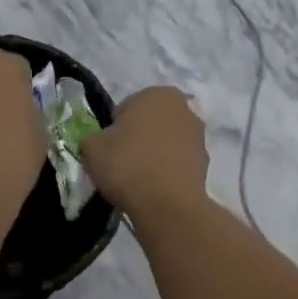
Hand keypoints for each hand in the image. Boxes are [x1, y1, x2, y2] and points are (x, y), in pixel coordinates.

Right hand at [79, 87, 208, 221]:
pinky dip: (167, 171)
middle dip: (138, 137)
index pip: (126, 108)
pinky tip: (154, 188)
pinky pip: (177, 163)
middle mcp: (184, 108)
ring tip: (138, 179)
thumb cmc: (127, 164)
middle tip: (121, 162)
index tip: (108, 148)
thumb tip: (99, 143)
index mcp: (157, 93)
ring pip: (166, 142)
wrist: (167, 205)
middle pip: (150, 122)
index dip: (113, 128)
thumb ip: (93, 137)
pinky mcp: (206, 164)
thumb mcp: (91, 147)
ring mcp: (199, 136)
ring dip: (154, 154)